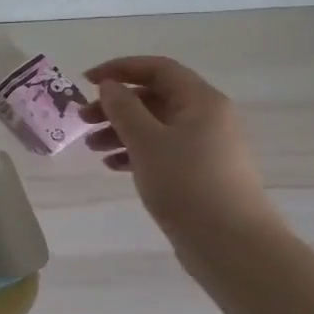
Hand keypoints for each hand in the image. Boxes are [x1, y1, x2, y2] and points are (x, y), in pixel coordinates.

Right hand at [80, 56, 278, 252]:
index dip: (120, 69)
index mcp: (201, 100)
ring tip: (92, 148)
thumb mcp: (147, 141)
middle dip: (116, 105)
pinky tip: (113, 166)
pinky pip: (163, 151)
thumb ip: (124, 108)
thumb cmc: (186, 184)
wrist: (231, 244)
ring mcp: (206, 147)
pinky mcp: (200, 173)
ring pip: (156, 126)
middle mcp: (207, 117)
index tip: (86, 81)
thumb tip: (110, 86)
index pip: (158, 69)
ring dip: (121, 131)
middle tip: (82, 120)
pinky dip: (136, 153)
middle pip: (155, 98)